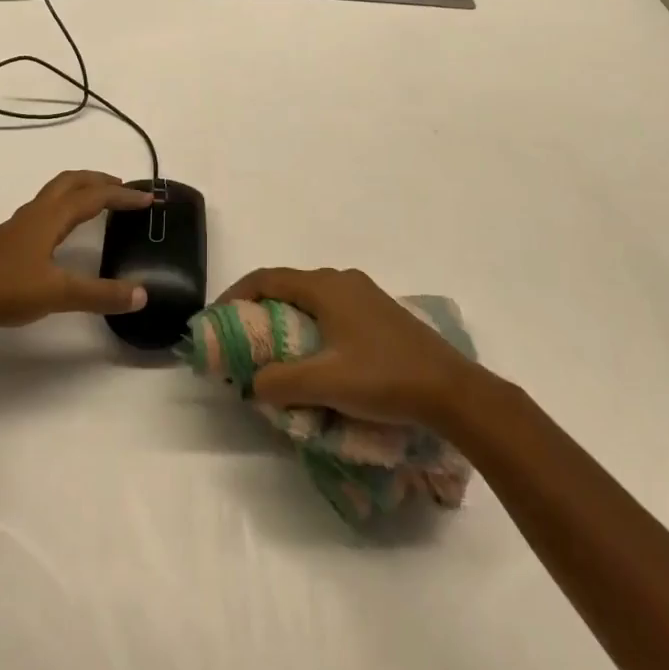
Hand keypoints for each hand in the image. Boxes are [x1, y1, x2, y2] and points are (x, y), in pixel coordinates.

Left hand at [0, 171, 154, 341]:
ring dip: (81, 190)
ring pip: (56, 193)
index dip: (123, 196)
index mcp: (51, 216)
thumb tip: (142, 295)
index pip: (94, 196)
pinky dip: (66, 206)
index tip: (149, 199)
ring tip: (100, 202)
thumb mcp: (58, 294)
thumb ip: (101, 294)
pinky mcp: (10, 239)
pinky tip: (64, 230)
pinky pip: (46, 208)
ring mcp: (20, 224)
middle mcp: (37, 212)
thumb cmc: (6, 289)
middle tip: (125, 189)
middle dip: (100, 180)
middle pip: (72, 181)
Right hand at [219, 267, 480, 426]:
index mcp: (325, 287)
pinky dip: (313, 326)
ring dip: (288, 318)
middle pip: (289, 286)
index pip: (267, 279)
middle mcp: (342, 281)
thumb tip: (253, 384)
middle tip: (242, 339)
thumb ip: (281, 382)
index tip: (217, 319)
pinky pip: (333, 310)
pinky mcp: (381, 314)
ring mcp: (365, 295)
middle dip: (261, 308)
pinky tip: (317, 357)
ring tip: (274, 351)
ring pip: (313, 299)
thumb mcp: (325, 383)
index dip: (237, 295)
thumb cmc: (383, 378)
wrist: (451, 390)